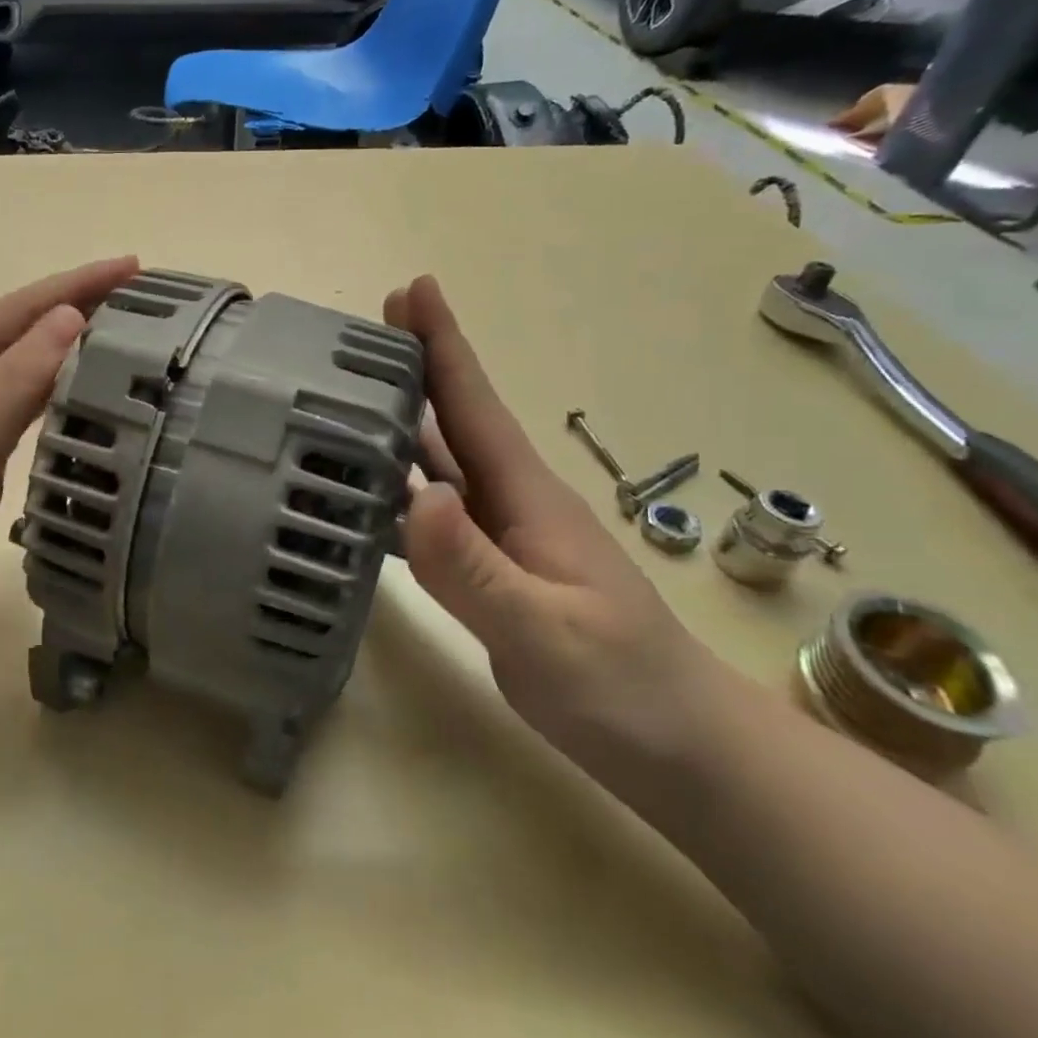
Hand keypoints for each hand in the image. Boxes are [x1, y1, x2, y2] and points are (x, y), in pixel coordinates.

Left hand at [0, 256, 139, 681]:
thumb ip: (12, 382)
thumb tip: (68, 319)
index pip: (12, 313)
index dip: (71, 286)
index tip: (131, 268)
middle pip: (20, 337)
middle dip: (76, 311)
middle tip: (143, 302)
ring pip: (24, 378)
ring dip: (71, 354)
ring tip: (127, 342)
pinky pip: (26, 420)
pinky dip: (60, 402)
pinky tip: (88, 404)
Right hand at [385, 275, 719, 770]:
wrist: (682, 748)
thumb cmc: (622, 687)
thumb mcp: (544, 632)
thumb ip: (474, 568)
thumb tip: (415, 494)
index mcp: (529, 499)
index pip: (476, 407)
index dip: (444, 345)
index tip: (412, 289)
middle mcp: (514, 504)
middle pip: (457, 421)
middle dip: (417, 367)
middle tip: (364, 328)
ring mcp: (507, 537)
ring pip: (446, 463)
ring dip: (406, 420)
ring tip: (355, 393)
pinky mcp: (496, 570)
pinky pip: (440, 512)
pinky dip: (406, 484)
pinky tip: (377, 487)